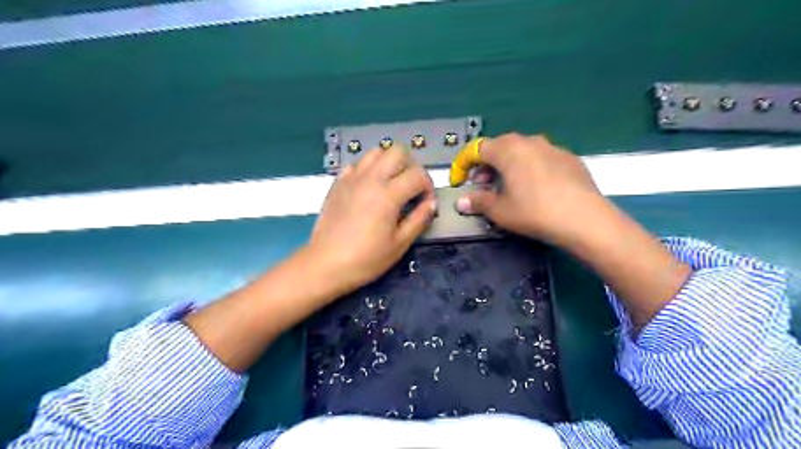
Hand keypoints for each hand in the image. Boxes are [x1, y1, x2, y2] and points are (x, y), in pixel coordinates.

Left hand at [307, 146, 434, 294]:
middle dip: (411, 166)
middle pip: (398, 152)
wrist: (326, 264)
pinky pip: (357, 164)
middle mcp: (370, 179)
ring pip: (376, 152)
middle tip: (411, 188)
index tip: (426, 203)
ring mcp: (352, 178)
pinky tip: (369, 188)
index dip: (428, 187)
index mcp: (388, 194)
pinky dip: (368, 169)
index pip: (418, 175)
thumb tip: (431, 204)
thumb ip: (419, 219)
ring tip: (391, 184)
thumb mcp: (399, 244)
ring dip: (389, 163)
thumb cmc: (366, 259)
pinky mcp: (338, 183)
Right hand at [456, 132, 608, 246]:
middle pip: (499, 147)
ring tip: (507, 188)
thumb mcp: (499, 210)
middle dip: (485, 166)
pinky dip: (529, 169)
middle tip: (482, 186)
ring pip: (521, 152)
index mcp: (507, 149)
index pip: (476, 149)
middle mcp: (529, 141)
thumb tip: (461, 202)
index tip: (459, 182)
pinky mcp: (569, 158)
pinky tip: (534, 189)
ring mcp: (552, 147)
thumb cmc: (533, 212)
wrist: (584, 218)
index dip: (462, 165)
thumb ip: (477, 202)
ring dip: (507, 167)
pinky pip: (540, 159)